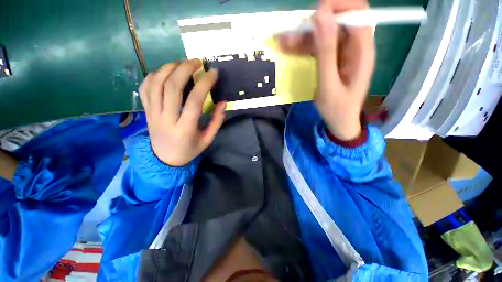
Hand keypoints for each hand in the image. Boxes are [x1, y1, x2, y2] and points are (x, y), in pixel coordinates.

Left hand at [139, 60, 225, 165]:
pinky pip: (145, 88)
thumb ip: (216, 121)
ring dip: (169, 68)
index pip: (194, 101)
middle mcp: (166, 118)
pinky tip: (165, 72)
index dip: (204, 83)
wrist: (164, 159)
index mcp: (184, 128)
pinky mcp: (146, 111)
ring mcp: (152, 113)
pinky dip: (154, 75)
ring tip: (182, 63)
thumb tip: (222, 103)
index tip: (213, 73)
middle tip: (197, 62)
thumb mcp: (207, 139)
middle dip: (185, 69)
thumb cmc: (189, 150)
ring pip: (155, 83)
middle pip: (171, 86)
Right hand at [278, 0, 374, 139]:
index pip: (356, 11)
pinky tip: (289, 49)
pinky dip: (304, 47)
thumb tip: (320, 15)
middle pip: (337, 20)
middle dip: (312, 24)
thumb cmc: (337, 108)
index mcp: (362, 49)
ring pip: (324, 34)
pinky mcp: (333, 59)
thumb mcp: (329, 83)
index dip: (334, 6)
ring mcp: (343, 52)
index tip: (311, 16)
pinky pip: (318, 47)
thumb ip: (326, 51)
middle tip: (290, 34)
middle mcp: (355, 45)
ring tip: (283, 42)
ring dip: (303, 36)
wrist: (340, 122)